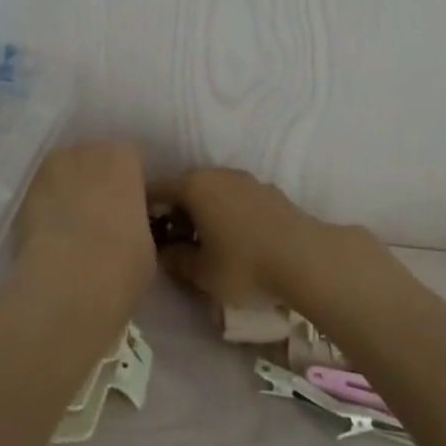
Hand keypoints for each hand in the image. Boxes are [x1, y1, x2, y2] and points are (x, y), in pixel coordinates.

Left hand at [13, 143, 154, 296]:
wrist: (68, 282)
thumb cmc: (123, 261)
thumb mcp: (147, 242)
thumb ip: (136, 221)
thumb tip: (127, 226)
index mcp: (123, 157)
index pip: (131, 158)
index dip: (131, 182)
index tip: (132, 205)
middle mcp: (85, 152)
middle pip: (93, 159)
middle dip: (96, 181)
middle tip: (101, 215)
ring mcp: (48, 170)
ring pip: (62, 174)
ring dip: (66, 191)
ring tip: (71, 227)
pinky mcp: (20, 196)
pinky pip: (39, 195)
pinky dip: (43, 210)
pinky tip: (49, 237)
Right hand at [150, 168, 341, 309]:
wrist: (305, 257)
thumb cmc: (244, 264)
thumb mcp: (201, 272)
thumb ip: (176, 260)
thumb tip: (165, 252)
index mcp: (194, 185)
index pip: (156, 190)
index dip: (143, 211)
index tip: (140, 234)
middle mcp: (218, 174)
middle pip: (185, 188)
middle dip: (175, 213)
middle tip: (171, 244)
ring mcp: (247, 180)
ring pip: (213, 192)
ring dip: (203, 213)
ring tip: (204, 245)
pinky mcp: (269, 191)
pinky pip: (236, 199)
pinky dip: (226, 214)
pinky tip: (234, 241)